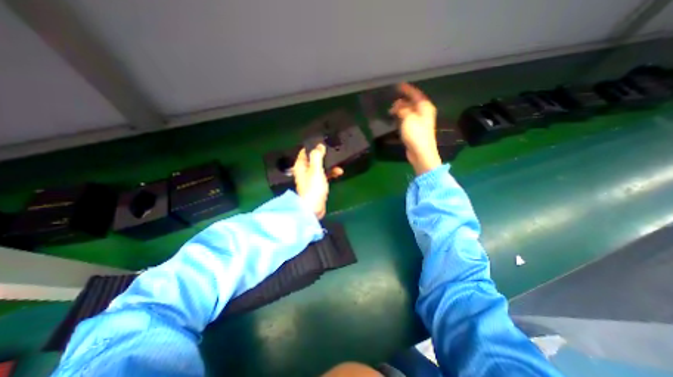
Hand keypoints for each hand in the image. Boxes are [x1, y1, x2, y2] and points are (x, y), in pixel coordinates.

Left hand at [293, 145, 342, 220]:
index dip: (313, 146)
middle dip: (324, 156)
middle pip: (314, 159)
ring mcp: (311, 178)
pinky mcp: (317, 185)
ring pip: (321, 167)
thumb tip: (319, 146)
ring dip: (329, 165)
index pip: (305, 151)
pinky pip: (324, 175)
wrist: (313, 208)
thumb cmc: (313, 188)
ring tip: (339, 164)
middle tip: (333, 152)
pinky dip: (331, 173)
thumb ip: (317, 156)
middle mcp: (304, 170)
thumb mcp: (315, 170)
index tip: (323, 142)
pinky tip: (339, 173)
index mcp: (300, 166)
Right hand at [389, 81, 442, 174]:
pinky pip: (408, 119)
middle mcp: (424, 113)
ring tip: (391, 110)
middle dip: (402, 101)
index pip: (416, 94)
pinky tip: (395, 119)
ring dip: (401, 110)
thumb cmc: (416, 134)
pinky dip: (401, 117)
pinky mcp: (415, 130)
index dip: (407, 89)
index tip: (398, 86)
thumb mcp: (408, 118)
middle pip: (412, 103)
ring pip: (409, 111)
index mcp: (425, 107)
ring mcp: (420, 122)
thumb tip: (398, 105)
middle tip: (391, 101)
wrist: (420, 152)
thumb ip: (402, 109)